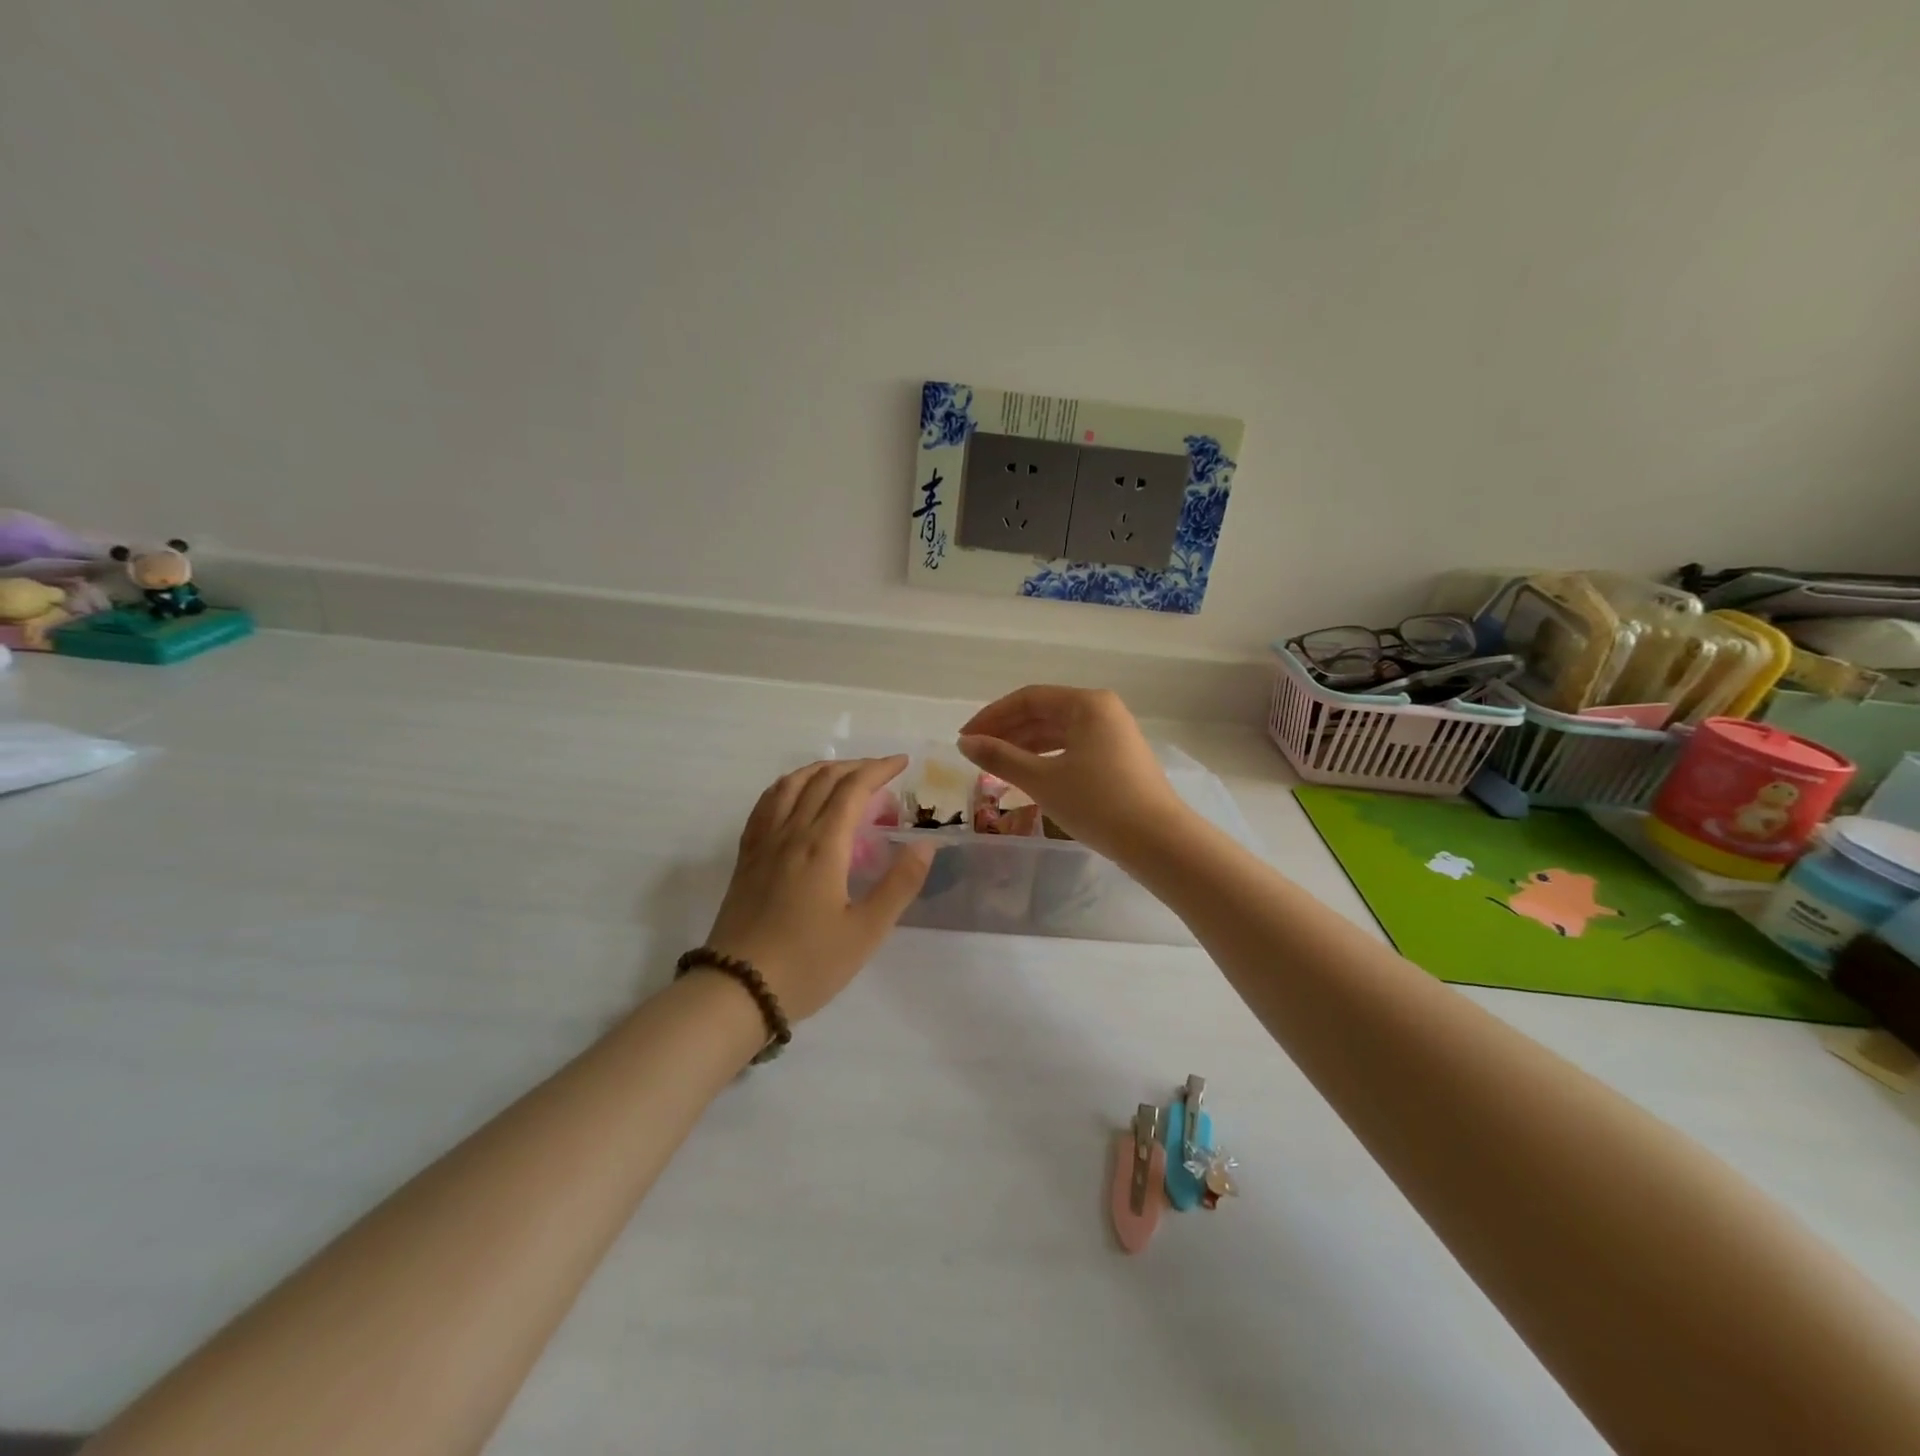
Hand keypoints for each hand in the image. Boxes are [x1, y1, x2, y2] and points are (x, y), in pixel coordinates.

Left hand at [703, 756, 932, 1020]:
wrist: (737, 990)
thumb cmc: (808, 963)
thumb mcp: (866, 931)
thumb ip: (899, 884)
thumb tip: (926, 844)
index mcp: (823, 845)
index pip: (853, 788)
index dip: (879, 769)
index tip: (902, 763)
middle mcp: (792, 833)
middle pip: (822, 779)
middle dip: (855, 766)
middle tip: (882, 771)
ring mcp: (764, 843)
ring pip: (790, 785)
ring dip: (820, 770)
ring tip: (842, 774)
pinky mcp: (746, 858)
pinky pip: (766, 805)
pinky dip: (787, 786)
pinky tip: (793, 795)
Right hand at [955, 686, 1188, 862]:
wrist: (1158, 841)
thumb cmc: (1097, 803)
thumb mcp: (1042, 780)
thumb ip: (1000, 758)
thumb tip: (964, 742)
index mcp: (1087, 703)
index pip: (1028, 699)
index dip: (992, 716)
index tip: (964, 738)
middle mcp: (1102, 710)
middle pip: (1044, 712)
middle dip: (1007, 731)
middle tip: (975, 754)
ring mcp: (1114, 734)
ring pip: (1058, 732)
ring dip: (1025, 746)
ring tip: (995, 766)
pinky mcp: (1118, 758)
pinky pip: (1073, 748)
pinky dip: (1046, 758)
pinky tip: (1027, 775)